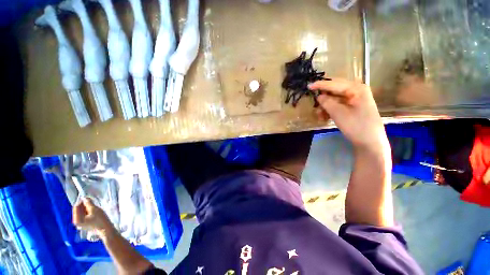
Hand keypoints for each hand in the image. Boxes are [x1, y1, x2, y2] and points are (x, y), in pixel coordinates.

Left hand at [73, 198, 112, 237]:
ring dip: (87, 208)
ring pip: (82, 212)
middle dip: (85, 205)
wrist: (106, 230)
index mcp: (77, 219)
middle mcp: (76, 221)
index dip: (81, 201)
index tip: (88, 198)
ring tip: (94, 207)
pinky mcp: (85, 224)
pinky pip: (85, 215)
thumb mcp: (95, 209)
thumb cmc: (100, 220)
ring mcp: (81, 223)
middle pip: (79, 210)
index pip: (76, 207)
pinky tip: (95, 212)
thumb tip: (85, 197)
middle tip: (92, 202)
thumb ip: (88, 203)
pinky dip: (89, 212)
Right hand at [309, 79, 387, 150]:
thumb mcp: (339, 114)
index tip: (308, 86)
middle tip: (314, 104)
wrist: (370, 143)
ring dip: (325, 106)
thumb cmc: (356, 127)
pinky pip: (338, 105)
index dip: (320, 85)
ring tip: (319, 115)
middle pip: (334, 90)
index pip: (334, 84)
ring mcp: (355, 99)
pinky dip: (330, 110)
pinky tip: (324, 117)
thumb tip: (318, 96)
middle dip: (323, 97)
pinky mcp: (353, 107)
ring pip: (335, 99)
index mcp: (356, 89)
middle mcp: (356, 91)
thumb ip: (327, 102)